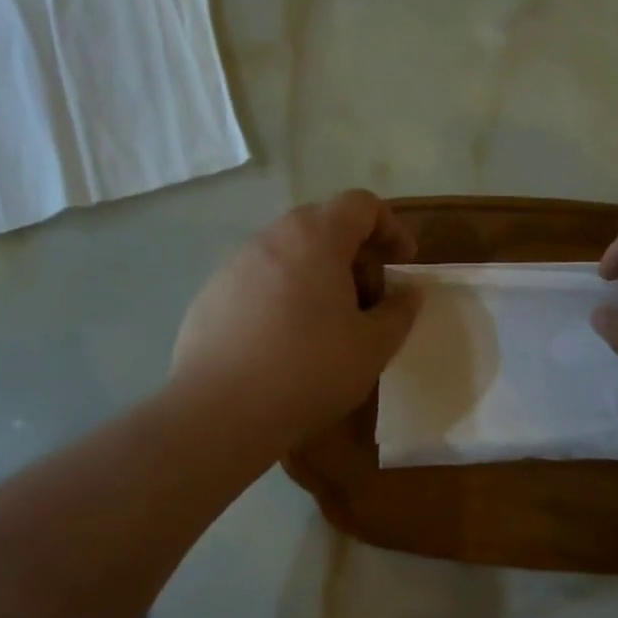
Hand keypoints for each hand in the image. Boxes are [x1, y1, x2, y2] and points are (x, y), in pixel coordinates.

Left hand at [171, 190, 421, 444]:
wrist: (219, 412)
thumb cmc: (309, 371)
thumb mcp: (373, 347)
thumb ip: (399, 311)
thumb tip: (407, 292)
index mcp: (316, 238)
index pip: (361, 204)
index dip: (390, 227)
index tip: (402, 264)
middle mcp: (271, 238)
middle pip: (323, 226)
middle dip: (354, 256)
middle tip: (368, 302)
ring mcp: (234, 265)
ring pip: (289, 254)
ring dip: (317, 277)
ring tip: (327, 327)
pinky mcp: (210, 295)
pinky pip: (258, 281)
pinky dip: (282, 296)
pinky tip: (283, 344)